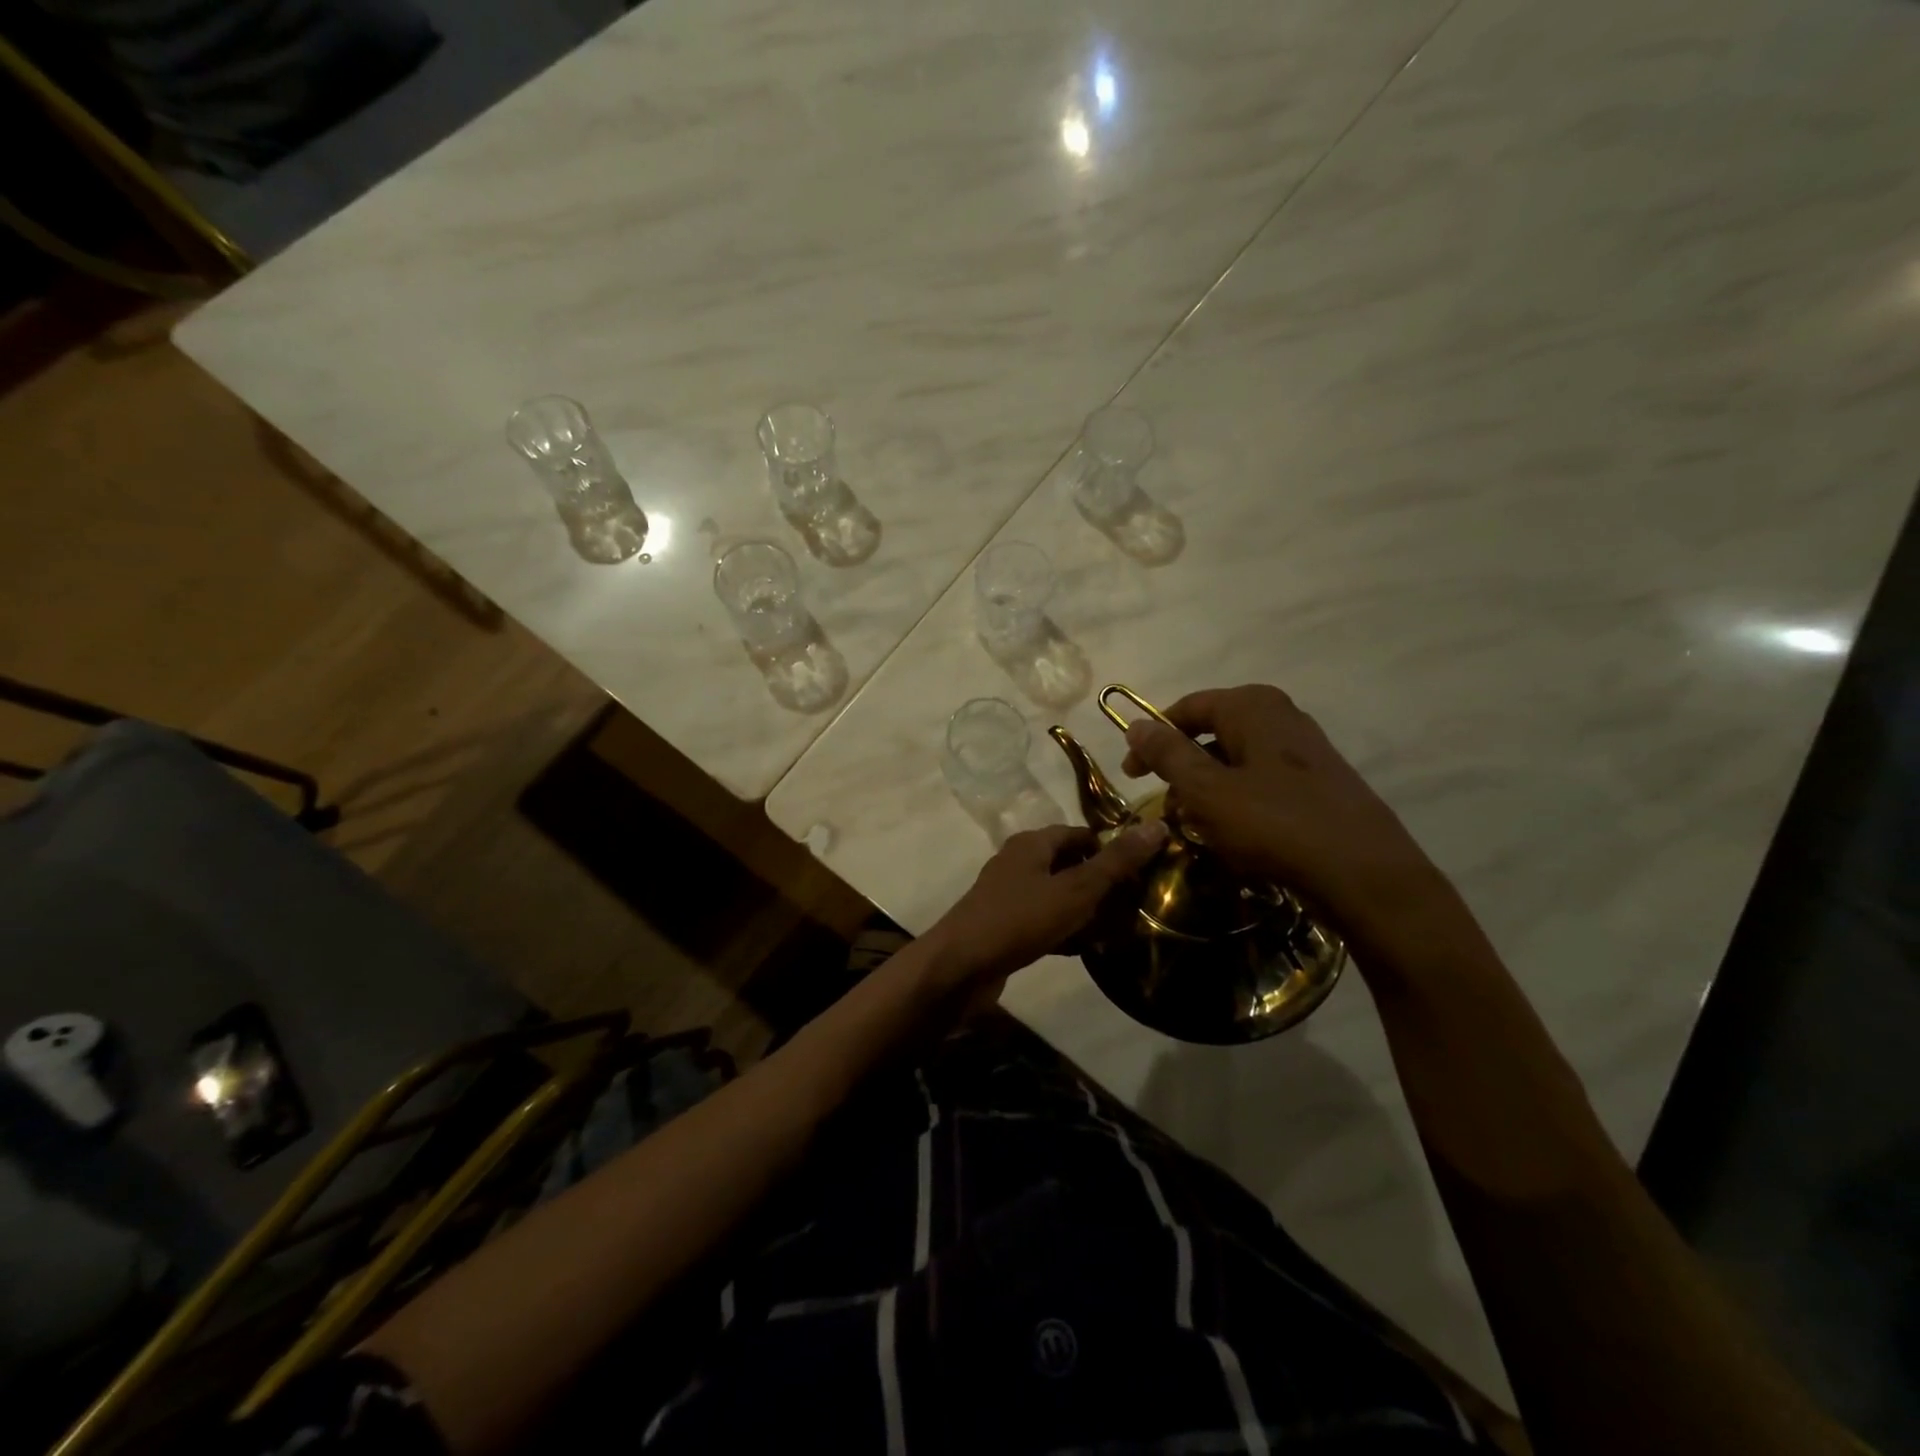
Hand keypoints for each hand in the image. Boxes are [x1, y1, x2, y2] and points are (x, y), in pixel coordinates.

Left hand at [922, 821, 1167, 984]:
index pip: (1079, 834)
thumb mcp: (1076, 889)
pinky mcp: (1003, 926)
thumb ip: (1116, 862)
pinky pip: (1042, 921)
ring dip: (1083, 909)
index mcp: (1032, 844)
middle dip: (1100, 883)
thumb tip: (1157, 826)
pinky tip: (1083, 948)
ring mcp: (1007, 895)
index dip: (1110, 849)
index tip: (1141, 872)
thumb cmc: (1020, 918)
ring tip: (1116, 928)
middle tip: (1133, 904)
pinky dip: (1063, 930)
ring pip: (1056, 895)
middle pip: (1068, 864)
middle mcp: (1017, 862)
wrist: (961, 966)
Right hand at [1120, 684, 1450, 955]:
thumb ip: (1168, 754)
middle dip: (1182, 769)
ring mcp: (1305, 751)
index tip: (1131, 774)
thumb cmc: (1275, 824)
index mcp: (1252, 707)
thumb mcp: (1207, 790)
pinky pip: (1263, 784)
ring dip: (1208, 791)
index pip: (1187, 708)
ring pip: (1237, 762)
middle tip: (1164, 806)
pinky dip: (1238, 803)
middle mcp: (1281, 717)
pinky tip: (1234, 837)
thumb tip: (1135, 723)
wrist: (1365, 875)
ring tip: (1195, 827)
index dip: (1152, 738)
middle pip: (1212, 734)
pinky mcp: (1319, 784)